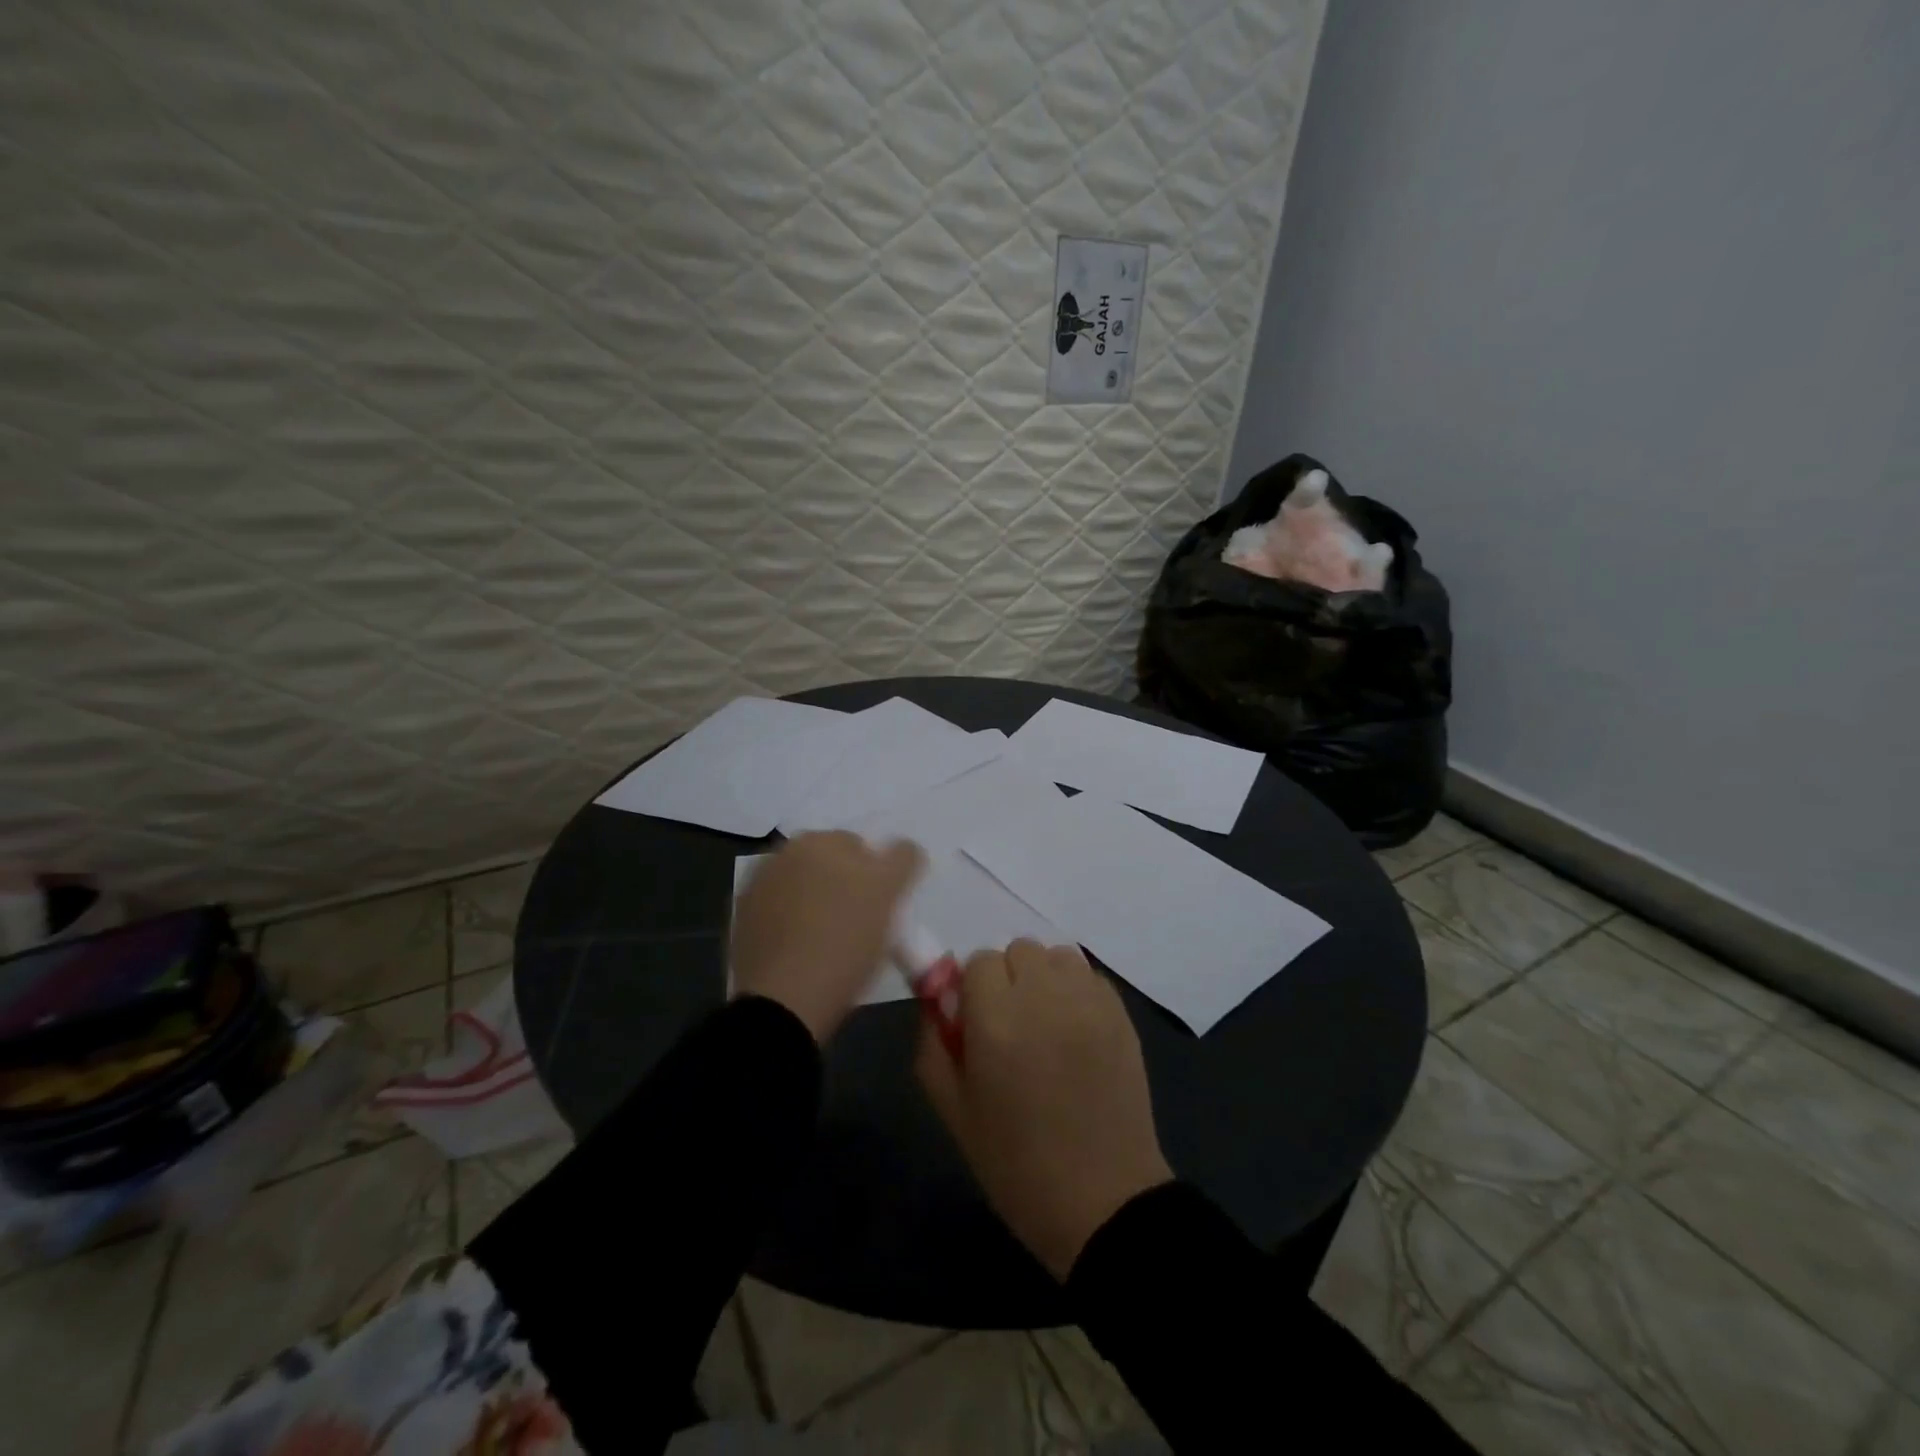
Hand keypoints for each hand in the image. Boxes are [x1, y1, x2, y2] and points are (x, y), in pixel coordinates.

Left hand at [732, 832, 923, 1043]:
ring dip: (817, 900)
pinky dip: (791, 921)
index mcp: (818, 841)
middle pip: (830, 863)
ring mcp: (758, 886)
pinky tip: (802, 949)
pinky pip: (779, 911)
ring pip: (804, 886)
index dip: (878, 877)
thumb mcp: (887, 897)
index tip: (882, 908)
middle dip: (845, 883)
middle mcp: (783, 853)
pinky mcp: (742, 920)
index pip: (862, 847)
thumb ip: (902, 860)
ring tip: (828, 939)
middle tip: (860, 923)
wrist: (784, 1002)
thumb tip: (904, 848)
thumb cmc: (845, 943)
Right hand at [915, 940, 1172, 1280]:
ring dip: (1043, 978)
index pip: (979, 961)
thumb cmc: (1016, 1164)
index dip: (973, 990)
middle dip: (1007, 979)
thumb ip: (933, 1044)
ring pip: (1056, 955)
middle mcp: (1044, 998)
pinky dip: (1076, 991)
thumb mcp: (954, 1112)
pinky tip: (1076, 1033)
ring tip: (1045, 1023)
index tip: (977, 1024)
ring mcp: (1089, 1003)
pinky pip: (1088, 976)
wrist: (1103, 1200)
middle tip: (1011, 1025)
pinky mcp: (1121, 1014)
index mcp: (997, 1022)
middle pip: (1018, 949)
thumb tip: (935, 1000)